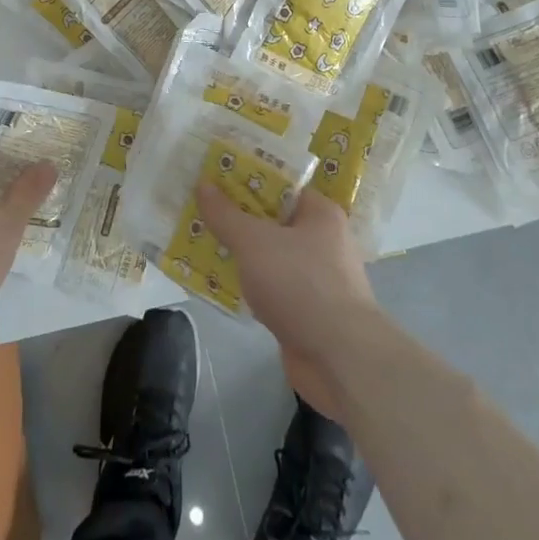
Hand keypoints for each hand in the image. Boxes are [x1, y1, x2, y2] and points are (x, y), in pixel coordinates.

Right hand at [196, 186, 378, 420]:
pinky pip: (270, 288)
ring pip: (269, 256)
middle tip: (198, 211)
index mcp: (319, 213)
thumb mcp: (255, 242)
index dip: (245, 180)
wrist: (340, 360)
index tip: (213, 179)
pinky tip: (218, 284)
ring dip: (239, 255)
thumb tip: (203, 183)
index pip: (279, 185)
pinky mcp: (307, 312)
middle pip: (271, 220)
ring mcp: (316, 279)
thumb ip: (226, 214)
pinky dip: (248, 286)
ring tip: (198, 243)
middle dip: (235, 218)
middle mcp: (322, 241)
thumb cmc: (301, 284)